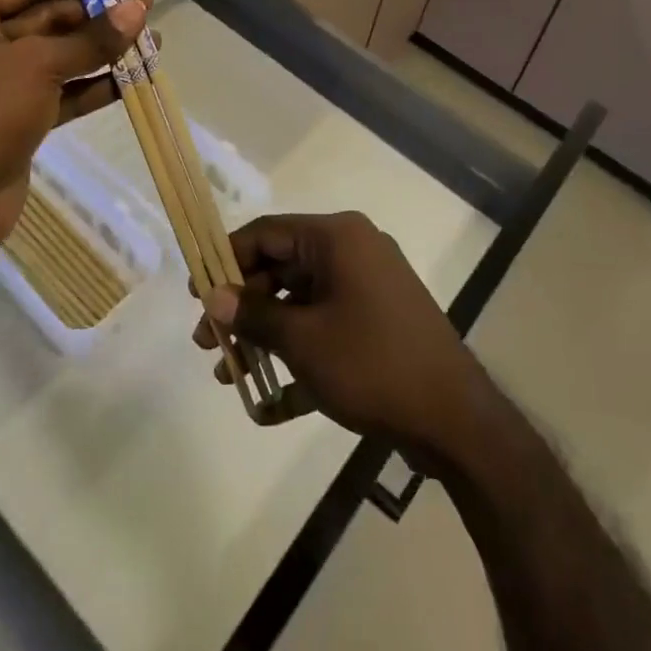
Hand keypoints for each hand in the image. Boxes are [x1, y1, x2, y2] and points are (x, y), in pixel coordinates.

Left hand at [0, 0, 148, 251]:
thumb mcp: (38, 66)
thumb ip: (91, 38)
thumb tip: (138, 7)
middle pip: (43, 17)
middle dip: (96, 14)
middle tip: (146, 5)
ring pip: (55, 55)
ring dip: (100, 49)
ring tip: (152, 38)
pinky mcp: (10, 117)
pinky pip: (55, 90)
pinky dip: (90, 84)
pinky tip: (133, 78)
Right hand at [193, 212, 494, 460]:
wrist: (453, 417)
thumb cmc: (371, 363)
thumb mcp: (303, 340)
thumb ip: (254, 314)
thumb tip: (213, 295)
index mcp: (336, 237)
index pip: (267, 233)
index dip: (227, 260)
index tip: (196, 294)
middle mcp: (352, 250)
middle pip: (282, 268)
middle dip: (243, 307)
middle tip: (208, 345)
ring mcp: (368, 286)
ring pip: (301, 301)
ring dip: (266, 335)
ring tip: (232, 376)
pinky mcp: (377, 320)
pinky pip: (326, 326)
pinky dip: (299, 353)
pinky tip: (271, 401)